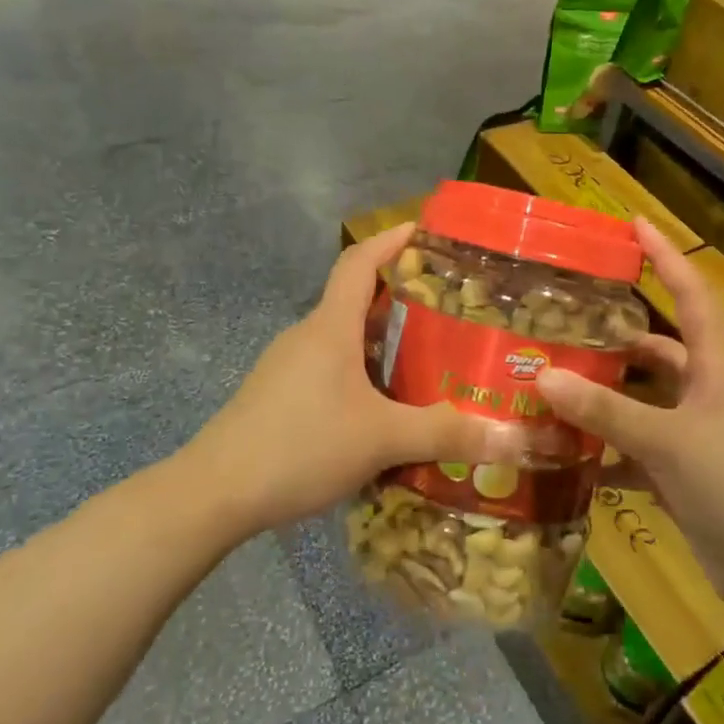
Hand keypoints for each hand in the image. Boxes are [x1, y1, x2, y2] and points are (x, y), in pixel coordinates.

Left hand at [190, 224, 496, 533]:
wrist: (215, 493)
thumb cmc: (300, 446)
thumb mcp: (381, 439)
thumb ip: (443, 433)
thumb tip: (509, 437)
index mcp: (330, 328)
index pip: (359, 262)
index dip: (390, 240)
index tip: (423, 231)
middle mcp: (307, 337)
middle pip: (355, 301)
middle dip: (400, 300)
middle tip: (447, 313)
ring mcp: (287, 367)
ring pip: (342, 340)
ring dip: (380, 343)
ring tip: (424, 361)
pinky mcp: (277, 397)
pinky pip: (328, 369)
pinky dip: (360, 374)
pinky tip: (381, 409)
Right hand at [535, 220, 723, 604]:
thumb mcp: (669, 444)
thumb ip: (607, 411)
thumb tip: (544, 377)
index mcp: (718, 368)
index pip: (691, 295)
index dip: (666, 257)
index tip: (635, 223)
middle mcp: (708, 393)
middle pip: (658, 349)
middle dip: (615, 337)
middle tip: (563, 323)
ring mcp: (698, 435)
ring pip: (644, 400)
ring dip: (605, 397)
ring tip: (553, 386)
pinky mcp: (686, 474)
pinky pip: (638, 448)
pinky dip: (608, 449)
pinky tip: (567, 454)